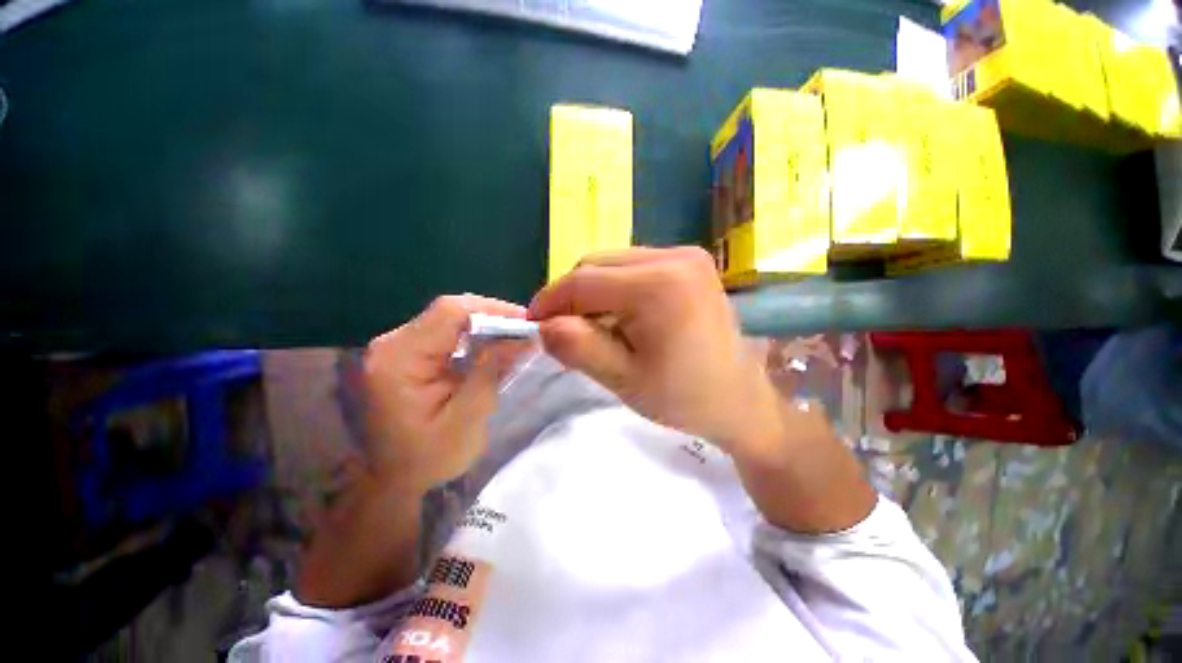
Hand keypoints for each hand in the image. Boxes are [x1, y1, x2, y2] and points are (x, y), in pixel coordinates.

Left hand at [362, 295, 529, 495]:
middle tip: (524, 331)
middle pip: (448, 312)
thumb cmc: (430, 458)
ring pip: (449, 319)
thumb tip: (522, 337)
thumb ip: (491, 370)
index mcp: (399, 359)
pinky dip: (473, 337)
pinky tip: (492, 348)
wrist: (395, 482)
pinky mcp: (405, 354)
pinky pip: (445, 333)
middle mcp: (391, 344)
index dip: (492, 310)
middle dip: (492, 318)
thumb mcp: (468, 417)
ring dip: (485, 326)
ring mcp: (396, 347)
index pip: (449, 312)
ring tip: (514, 338)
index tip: (525, 322)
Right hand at [529, 247, 787, 463]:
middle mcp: (675, 256)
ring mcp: (686, 255)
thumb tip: (543, 324)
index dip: (550, 301)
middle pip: (597, 265)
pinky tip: (624, 318)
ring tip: (600, 330)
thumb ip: (578, 347)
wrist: (738, 399)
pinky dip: (616, 290)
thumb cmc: (683, 397)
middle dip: (573, 297)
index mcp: (659, 285)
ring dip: (594, 293)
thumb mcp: (622, 379)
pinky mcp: (690, 262)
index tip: (535, 325)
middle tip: (569, 333)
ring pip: (613, 264)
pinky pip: (634, 267)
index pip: (584, 280)